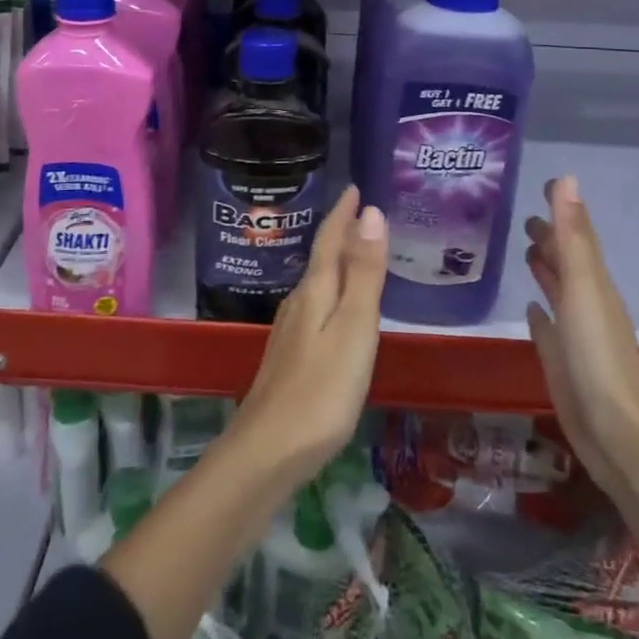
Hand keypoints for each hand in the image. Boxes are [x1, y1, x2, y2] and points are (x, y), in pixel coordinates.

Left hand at [231, 185, 386, 492]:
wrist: (268, 451)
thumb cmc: (322, 389)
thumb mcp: (354, 327)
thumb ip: (364, 272)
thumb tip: (370, 212)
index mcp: (315, 291)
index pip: (330, 240)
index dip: (343, 213)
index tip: (354, 187)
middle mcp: (298, 304)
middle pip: (320, 258)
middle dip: (338, 232)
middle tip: (359, 212)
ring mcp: (290, 332)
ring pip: (315, 283)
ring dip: (333, 262)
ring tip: (352, 252)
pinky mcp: (289, 358)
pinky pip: (313, 308)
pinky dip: (329, 293)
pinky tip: (333, 309)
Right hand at [524, 176, 638, 531]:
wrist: (619, 436)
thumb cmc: (599, 356)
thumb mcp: (584, 288)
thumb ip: (572, 236)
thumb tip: (566, 178)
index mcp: (594, 284)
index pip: (577, 235)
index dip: (562, 209)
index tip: (545, 184)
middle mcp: (587, 305)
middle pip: (568, 263)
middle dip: (550, 239)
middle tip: (524, 217)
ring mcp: (577, 338)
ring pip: (559, 294)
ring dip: (546, 271)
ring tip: (526, 251)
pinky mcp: (563, 366)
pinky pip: (549, 332)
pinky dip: (541, 316)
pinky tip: (531, 310)